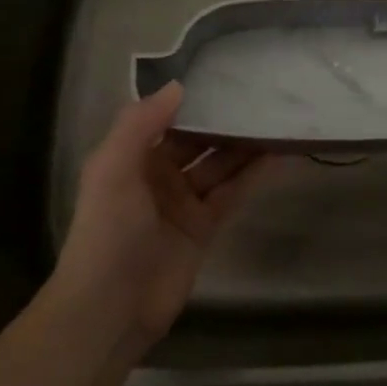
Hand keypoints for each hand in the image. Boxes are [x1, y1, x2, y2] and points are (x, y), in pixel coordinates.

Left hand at [50, 82, 271, 346]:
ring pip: (221, 164)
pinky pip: (233, 192)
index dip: (195, 100)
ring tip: (278, 118)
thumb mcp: (112, 171)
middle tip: (263, 93)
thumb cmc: (107, 233)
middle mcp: (159, 176)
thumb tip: (179, 85)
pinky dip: (255, 174)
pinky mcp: (206, 227)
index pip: (168, 120)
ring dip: (246, 144)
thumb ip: (140, 125)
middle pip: (199, 140)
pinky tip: (279, 154)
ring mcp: (184, 203)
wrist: (110, 310)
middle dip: (226, 120)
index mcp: (132, 159)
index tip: (227, 75)